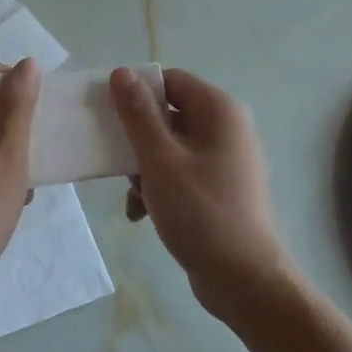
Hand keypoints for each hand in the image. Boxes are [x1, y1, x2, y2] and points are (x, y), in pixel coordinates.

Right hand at [111, 66, 303, 325]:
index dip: (135, 92)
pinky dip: (159, 187)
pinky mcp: (220, 187)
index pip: (169, 80)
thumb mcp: (159, 159)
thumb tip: (121, 72)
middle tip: (115, 163)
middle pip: (167, 114)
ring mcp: (226, 159)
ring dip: (143, 168)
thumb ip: (138, 114)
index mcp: (219, 110)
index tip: (107, 115)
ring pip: (169, 146)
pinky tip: (142, 214)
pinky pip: (181, 171)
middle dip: (136, 140)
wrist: (244, 279)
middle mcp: (227, 127)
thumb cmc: (200, 212)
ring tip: (134, 198)